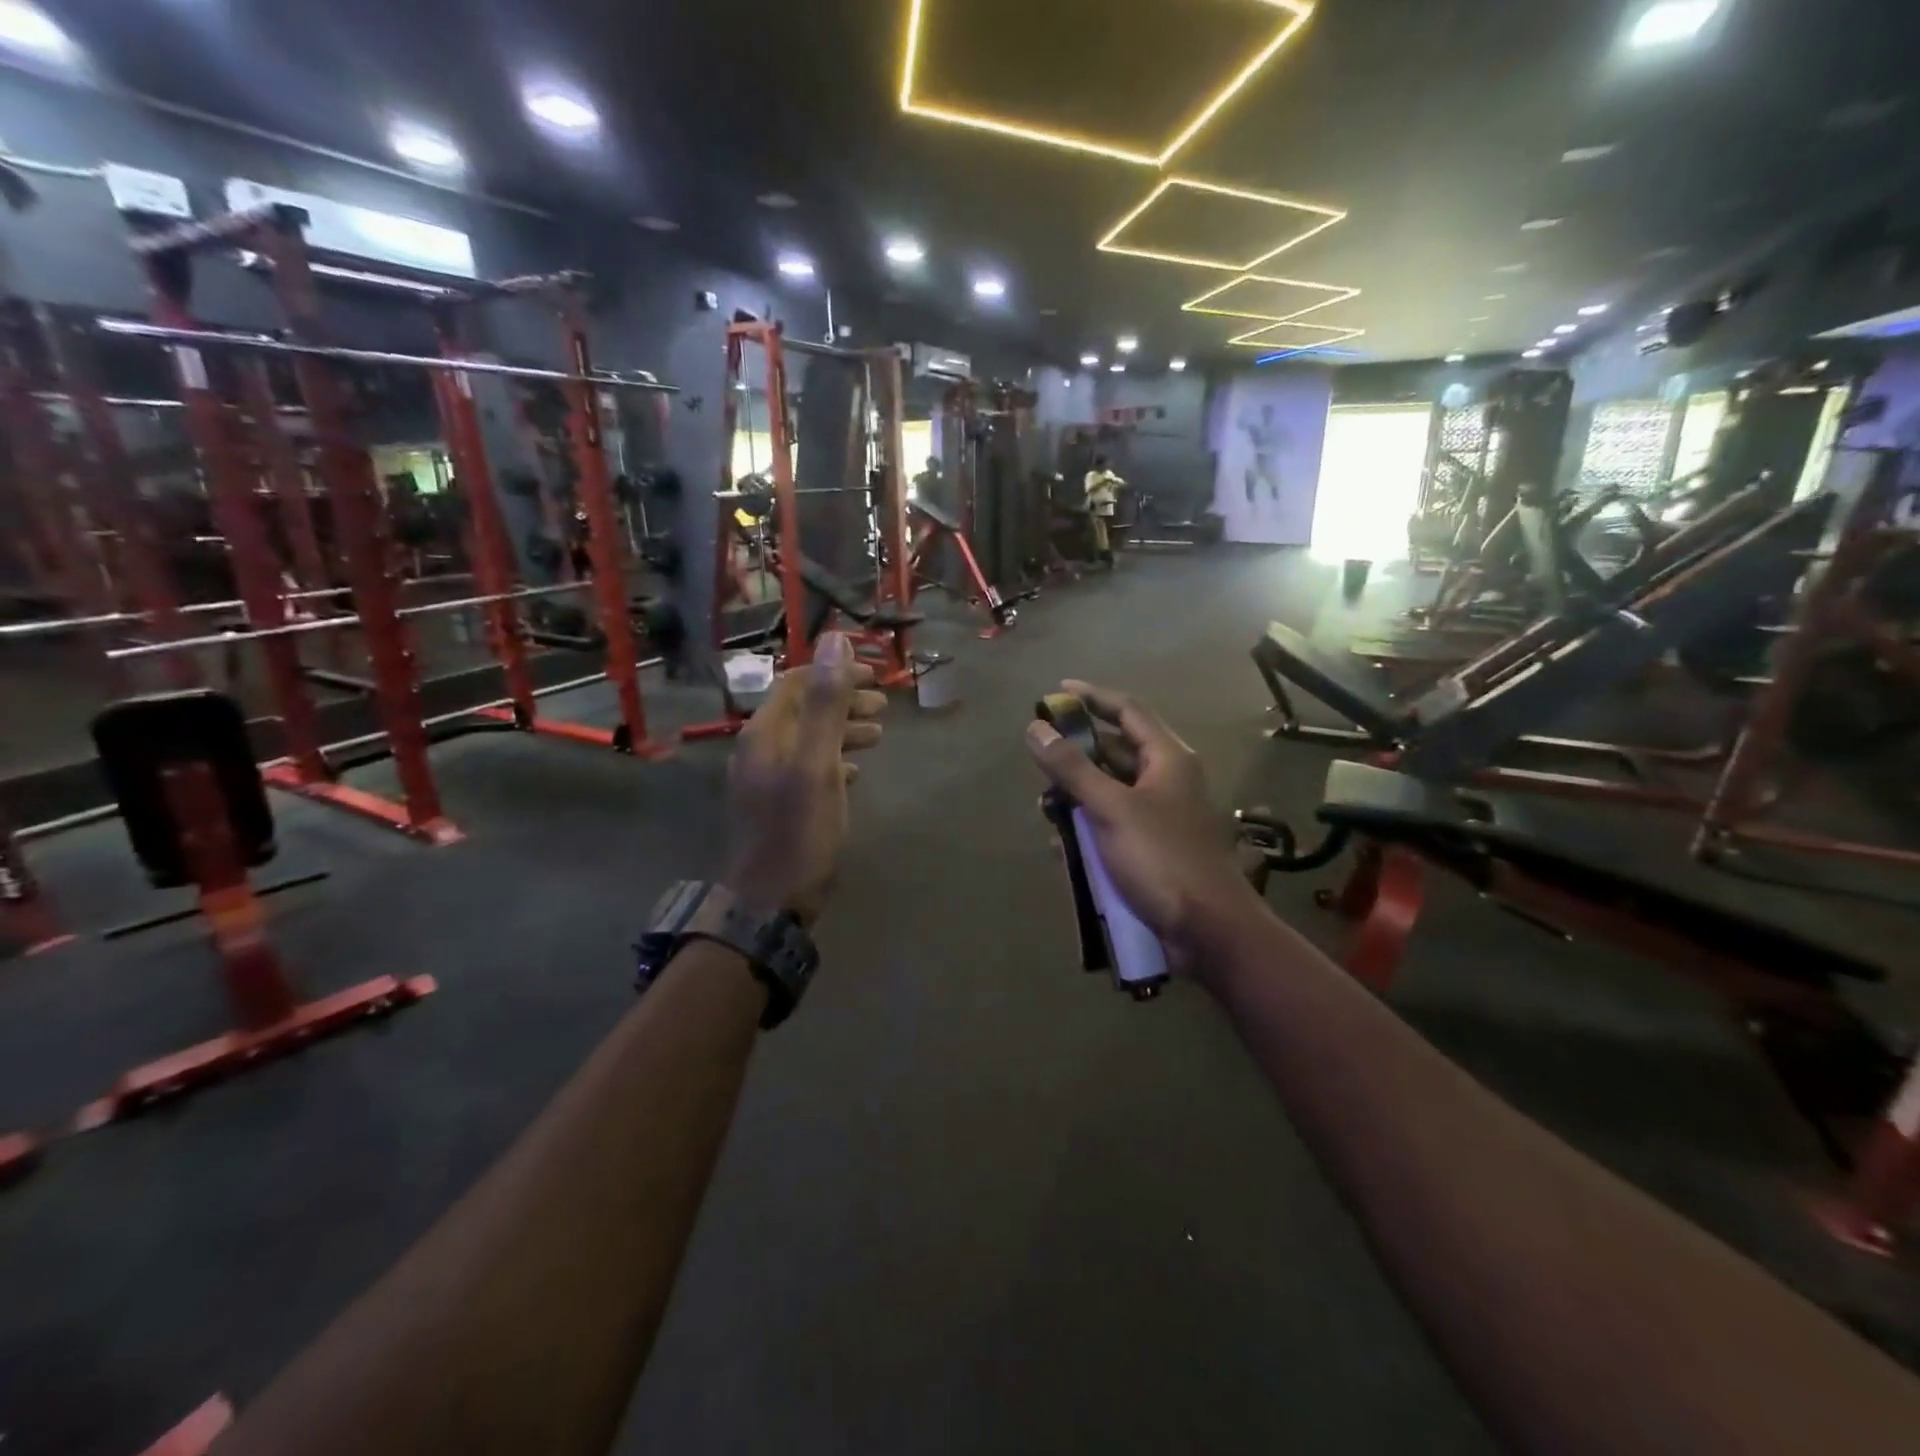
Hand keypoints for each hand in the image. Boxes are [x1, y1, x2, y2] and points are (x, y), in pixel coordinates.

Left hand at [725, 633, 885, 923]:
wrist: (769, 902)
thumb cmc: (797, 830)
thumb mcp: (816, 763)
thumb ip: (825, 703)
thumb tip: (833, 639)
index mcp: (765, 733)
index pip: (797, 682)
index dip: (836, 672)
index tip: (876, 674)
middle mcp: (759, 749)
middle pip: (803, 710)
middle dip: (843, 700)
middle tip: (883, 705)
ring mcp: (765, 779)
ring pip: (807, 739)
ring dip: (842, 730)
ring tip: (878, 734)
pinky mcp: (776, 806)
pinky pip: (807, 768)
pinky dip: (833, 759)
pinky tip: (854, 772)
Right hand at [1026, 681, 1260, 970]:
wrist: (1209, 931)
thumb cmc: (1162, 858)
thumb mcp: (1112, 808)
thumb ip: (1072, 768)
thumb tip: (1036, 729)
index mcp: (1168, 759)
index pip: (1128, 710)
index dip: (1093, 697)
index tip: (1057, 692)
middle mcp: (1167, 781)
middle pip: (1116, 752)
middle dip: (1077, 755)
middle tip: (1041, 758)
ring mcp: (1161, 817)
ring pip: (1110, 793)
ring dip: (1077, 798)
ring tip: (1047, 809)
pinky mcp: (1152, 850)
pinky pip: (1112, 827)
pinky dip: (1088, 831)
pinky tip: (1063, 847)